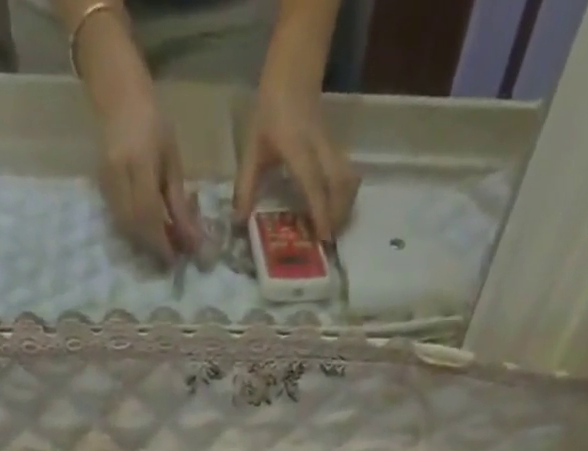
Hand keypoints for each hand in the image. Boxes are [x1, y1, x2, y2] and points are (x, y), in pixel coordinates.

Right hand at [76, 9, 199, 261]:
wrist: (116, 96)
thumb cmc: (152, 122)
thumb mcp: (172, 160)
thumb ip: (178, 202)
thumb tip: (191, 241)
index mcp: (138, 163)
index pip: (148, 214)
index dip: (161, 242)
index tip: (175, 260)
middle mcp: (117, 176)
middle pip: (134, 226)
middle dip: (153, 247)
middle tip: (171, 257)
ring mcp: (104, 183)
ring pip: (124, 227)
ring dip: (144, 243)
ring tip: (162, 246)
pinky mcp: (100, 189)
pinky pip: (118, 220)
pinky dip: (134, 232)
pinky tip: (148, 232)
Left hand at [236, 46, 358, 240]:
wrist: (293, 72)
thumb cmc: (270, 109)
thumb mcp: (251, 148)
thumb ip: (245, 185)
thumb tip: (239, 221)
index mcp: (298, 149)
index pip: (314, 184)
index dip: (320, 211)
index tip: (323, 237)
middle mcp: (320, 149)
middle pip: (340, 184)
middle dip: (338, 214)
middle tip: (328, 240)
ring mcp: (332, 147)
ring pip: (348, 179)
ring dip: (345, 206)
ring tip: (333, 228)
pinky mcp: (336, 148)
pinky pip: (347, 174)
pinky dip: (345, 194)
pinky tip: (336, 208)